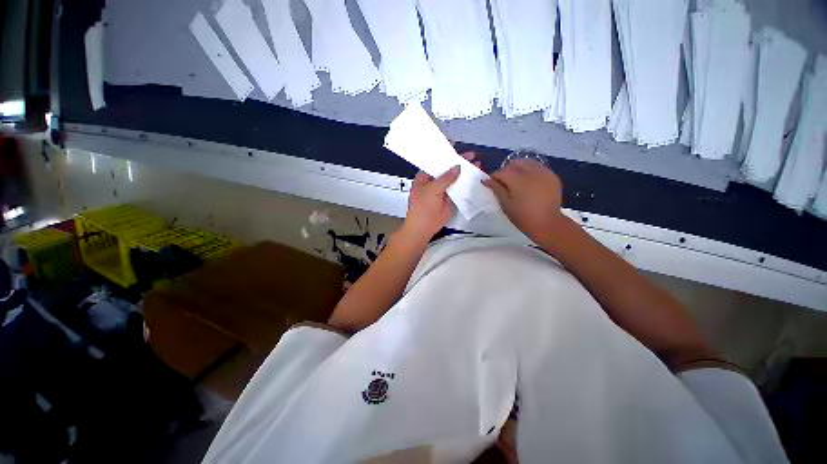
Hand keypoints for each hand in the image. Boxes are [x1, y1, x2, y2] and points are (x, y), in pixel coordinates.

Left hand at [401, 152, 480, 242]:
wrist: (424, 227)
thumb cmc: (423, 206)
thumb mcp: (432, 189)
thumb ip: (445, 178)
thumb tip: (458, 166)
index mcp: (425, 177)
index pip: (435, 161)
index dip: (444, 153)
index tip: (454, 143)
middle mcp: (434, 181)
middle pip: (447, 169)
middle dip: (459, 162)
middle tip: (472, 155)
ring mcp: (443, 190)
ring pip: (455, 179)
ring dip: (465, 172)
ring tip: (478, 164)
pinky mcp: (450, 199)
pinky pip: (459, 189)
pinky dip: (467, 183)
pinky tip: (476, 177)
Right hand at [483, 159, 565, 241]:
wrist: (547, 223)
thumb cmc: (523, 216)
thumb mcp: (505, 204)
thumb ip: (496, 189)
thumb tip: (486, 180)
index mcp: (517, 178)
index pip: (501, 171)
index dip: (494, 178)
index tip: (492, 185)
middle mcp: (531, 171)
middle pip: (514, 163)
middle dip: (507, 171)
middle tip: (505, 184)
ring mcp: (544, 172)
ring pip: (527, 163)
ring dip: (519, 169)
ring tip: (518, 183)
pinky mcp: (552, 176)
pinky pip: (538, 168)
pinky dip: (531, 172)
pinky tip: (530, 184)